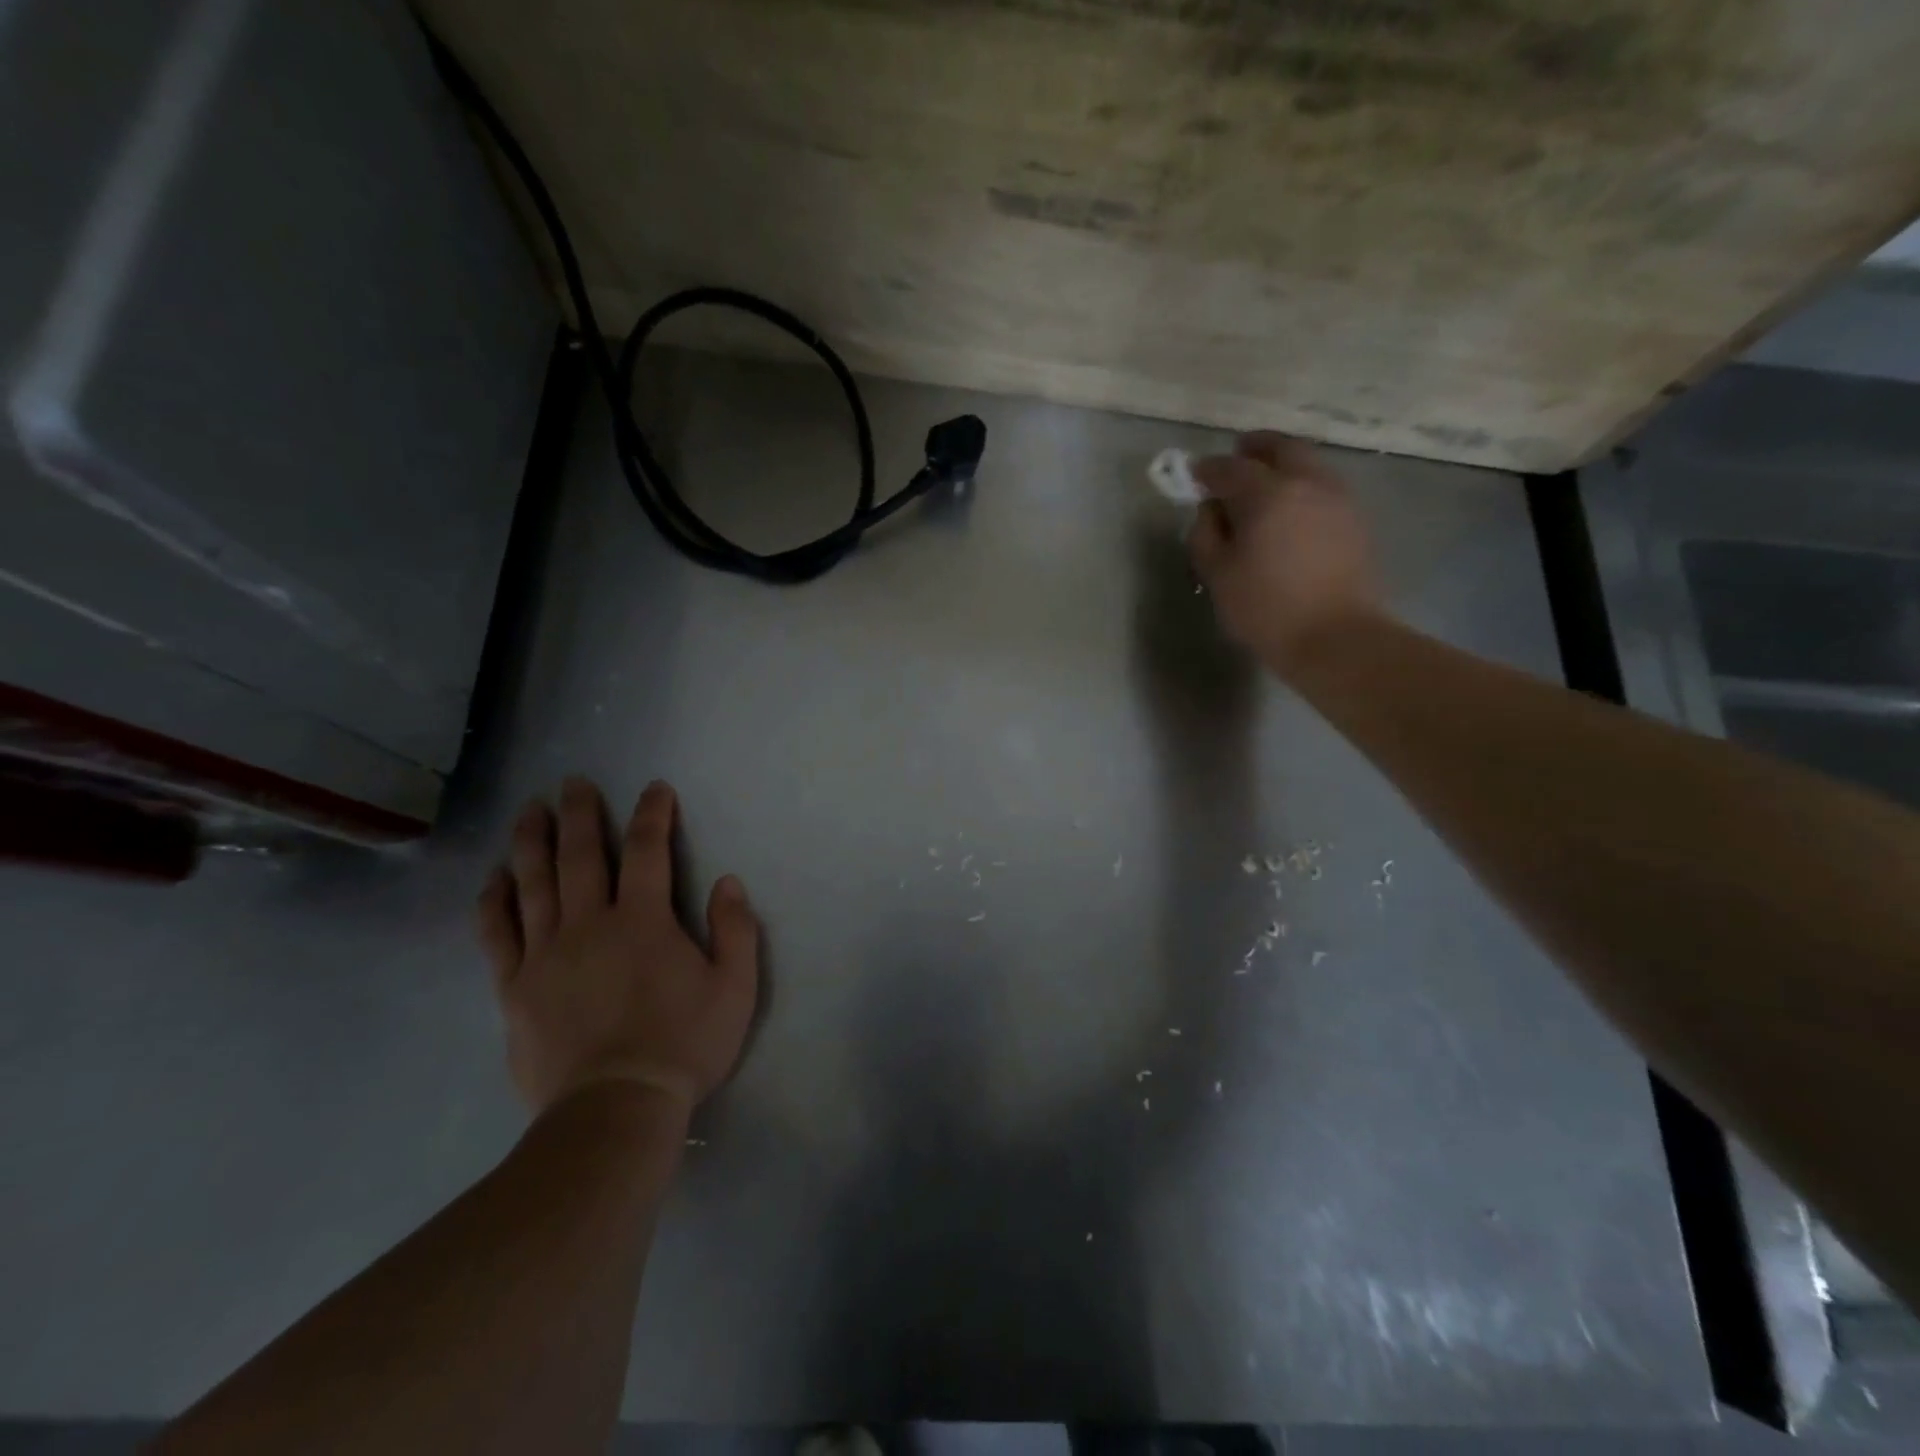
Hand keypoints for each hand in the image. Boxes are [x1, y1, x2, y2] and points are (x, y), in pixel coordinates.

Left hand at [476, 777, 759, 1118]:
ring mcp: (546, 954)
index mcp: (643, 920)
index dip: (652, 814)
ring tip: (529, 810)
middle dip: (579, 813)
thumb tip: (727, 881)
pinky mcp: (515, 987)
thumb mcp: (735, 987)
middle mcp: (589, 924)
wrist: (616, 1108)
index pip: (647, 850)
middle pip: (580, 855)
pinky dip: (495, 900)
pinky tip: (495, 878)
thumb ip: (735, 929)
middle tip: (573, 782)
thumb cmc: (684, 1044)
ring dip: (531, 841)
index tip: (655, 789)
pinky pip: (498, 932)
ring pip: (533, 883)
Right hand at [1189, 433, 1383, 675]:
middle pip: (1280, 448)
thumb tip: (1210, 510)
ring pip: (1307, 464)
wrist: (1336, 637)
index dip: (1207, 470)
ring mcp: (1338, 498)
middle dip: (1253, 449)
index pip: (1230, 468)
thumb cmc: (1266, 609)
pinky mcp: (1355, 519)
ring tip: (1262, 486)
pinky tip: (1290, 511)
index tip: (1194, 476)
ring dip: (1282, 466)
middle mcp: (1307, 482)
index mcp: (1267, 493)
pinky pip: (1323, 486)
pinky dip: (1302, 486)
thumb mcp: (1217, 575)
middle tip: (1235, 460)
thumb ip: (1205, 534)